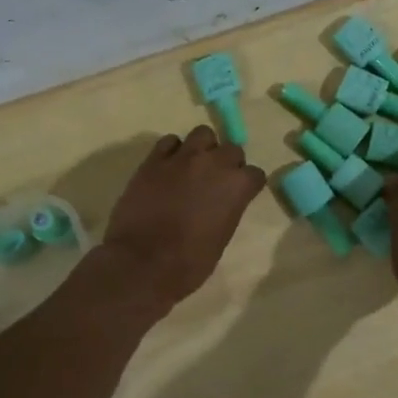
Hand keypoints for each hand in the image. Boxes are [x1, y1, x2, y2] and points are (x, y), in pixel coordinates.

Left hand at [100, 126, 266, 312]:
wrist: (142, 263)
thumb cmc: (189, 263)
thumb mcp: (221, 238)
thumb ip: (227, 210)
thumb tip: (221, 203)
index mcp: (236, 187)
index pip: (254, 174)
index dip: (247, 185)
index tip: (240, 195)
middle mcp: (213, 164)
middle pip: (231, 149)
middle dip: (227, 163)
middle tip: (215, 181)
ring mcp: (182, 158)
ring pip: (202, 134)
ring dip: (202, 148)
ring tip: (193, 166)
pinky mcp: (153, 160)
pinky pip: (169, 142)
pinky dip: (172, 151)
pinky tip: (168, 167)